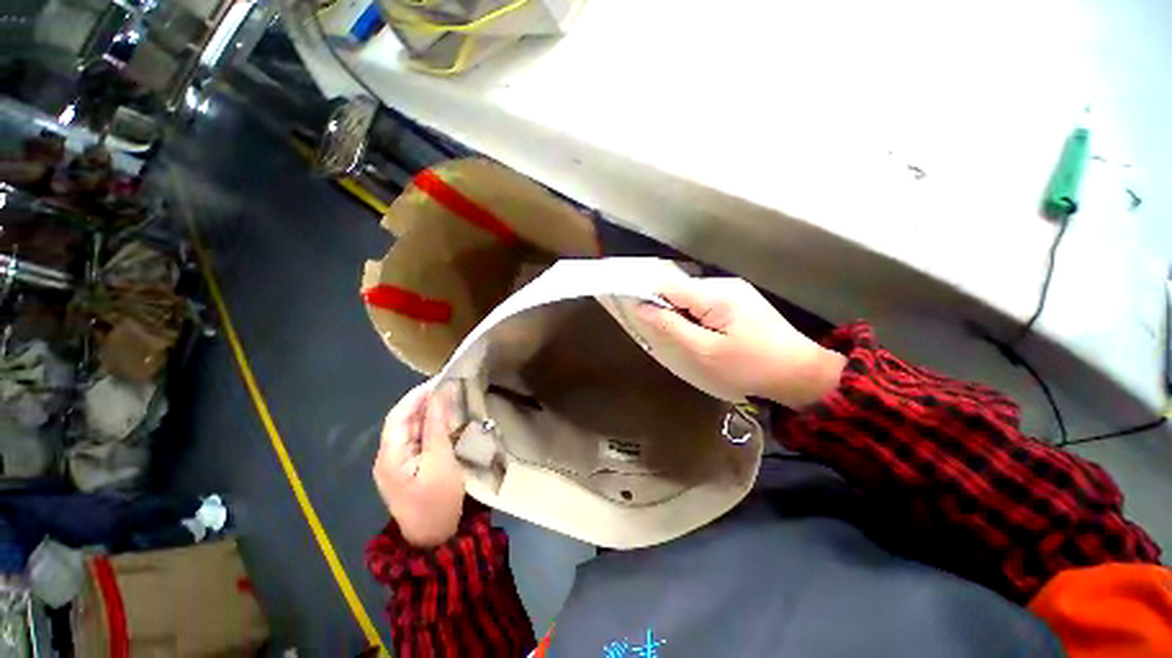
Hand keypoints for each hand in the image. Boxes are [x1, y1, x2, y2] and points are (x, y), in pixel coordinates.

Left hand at [373, 382, 464, 546]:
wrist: (433, 538)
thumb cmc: (437, 501)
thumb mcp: (441, 462)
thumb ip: (437, 428)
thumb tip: (438, 398)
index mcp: (390, 456)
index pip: (398, 416)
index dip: (416, 396)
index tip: (439, 381)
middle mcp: (387, 457)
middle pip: (402, 421)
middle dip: (423, 402)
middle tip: (448, 387)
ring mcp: (396, 464)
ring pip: (409, 430)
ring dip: (427, 413)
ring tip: (449, 399)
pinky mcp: (406, 469)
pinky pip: (415, 441)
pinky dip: (429, 427)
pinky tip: (443, 421)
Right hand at [634, 277, 846, 408]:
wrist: (800, 374)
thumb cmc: (750, 367)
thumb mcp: (704, 352)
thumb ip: (671, 327)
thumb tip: (641, 307)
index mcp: (715, 295)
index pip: (666, 283)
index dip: (644, 292)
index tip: (628, 308)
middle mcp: (722, 285)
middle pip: (678, 289)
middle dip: (663, 308)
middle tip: (658, 334)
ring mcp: (733, 291)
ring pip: (690, 297)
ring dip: (679, 314)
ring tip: (681, 339)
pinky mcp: (738, 301)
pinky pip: (704, 304)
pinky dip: (693, 317)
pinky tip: (700, 336)